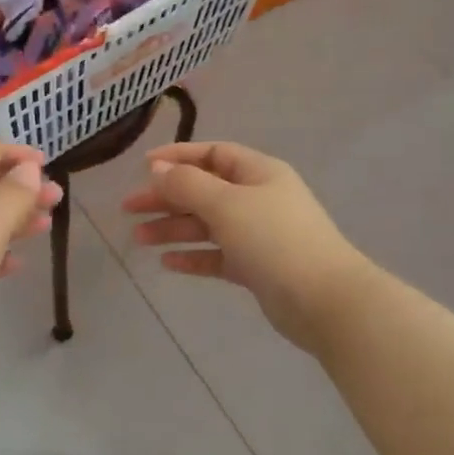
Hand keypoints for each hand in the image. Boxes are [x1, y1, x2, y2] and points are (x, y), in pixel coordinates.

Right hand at [122, 141, 367, 354]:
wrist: (324, 301)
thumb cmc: (275, 240)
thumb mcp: (226, 204)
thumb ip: (187, 185)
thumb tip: (157, 168)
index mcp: (258, 173)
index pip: (213, 154)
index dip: (178, 157)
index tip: (143, 166)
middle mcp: (258, 199)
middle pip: (204, 190)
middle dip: (166, 197)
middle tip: (129, 208)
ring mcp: (259, 235)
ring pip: (207, 225)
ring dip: (173, 228)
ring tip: (139, 238)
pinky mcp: (257, 268)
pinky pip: (217, 255)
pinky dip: (193, 256)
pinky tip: (167, 263)